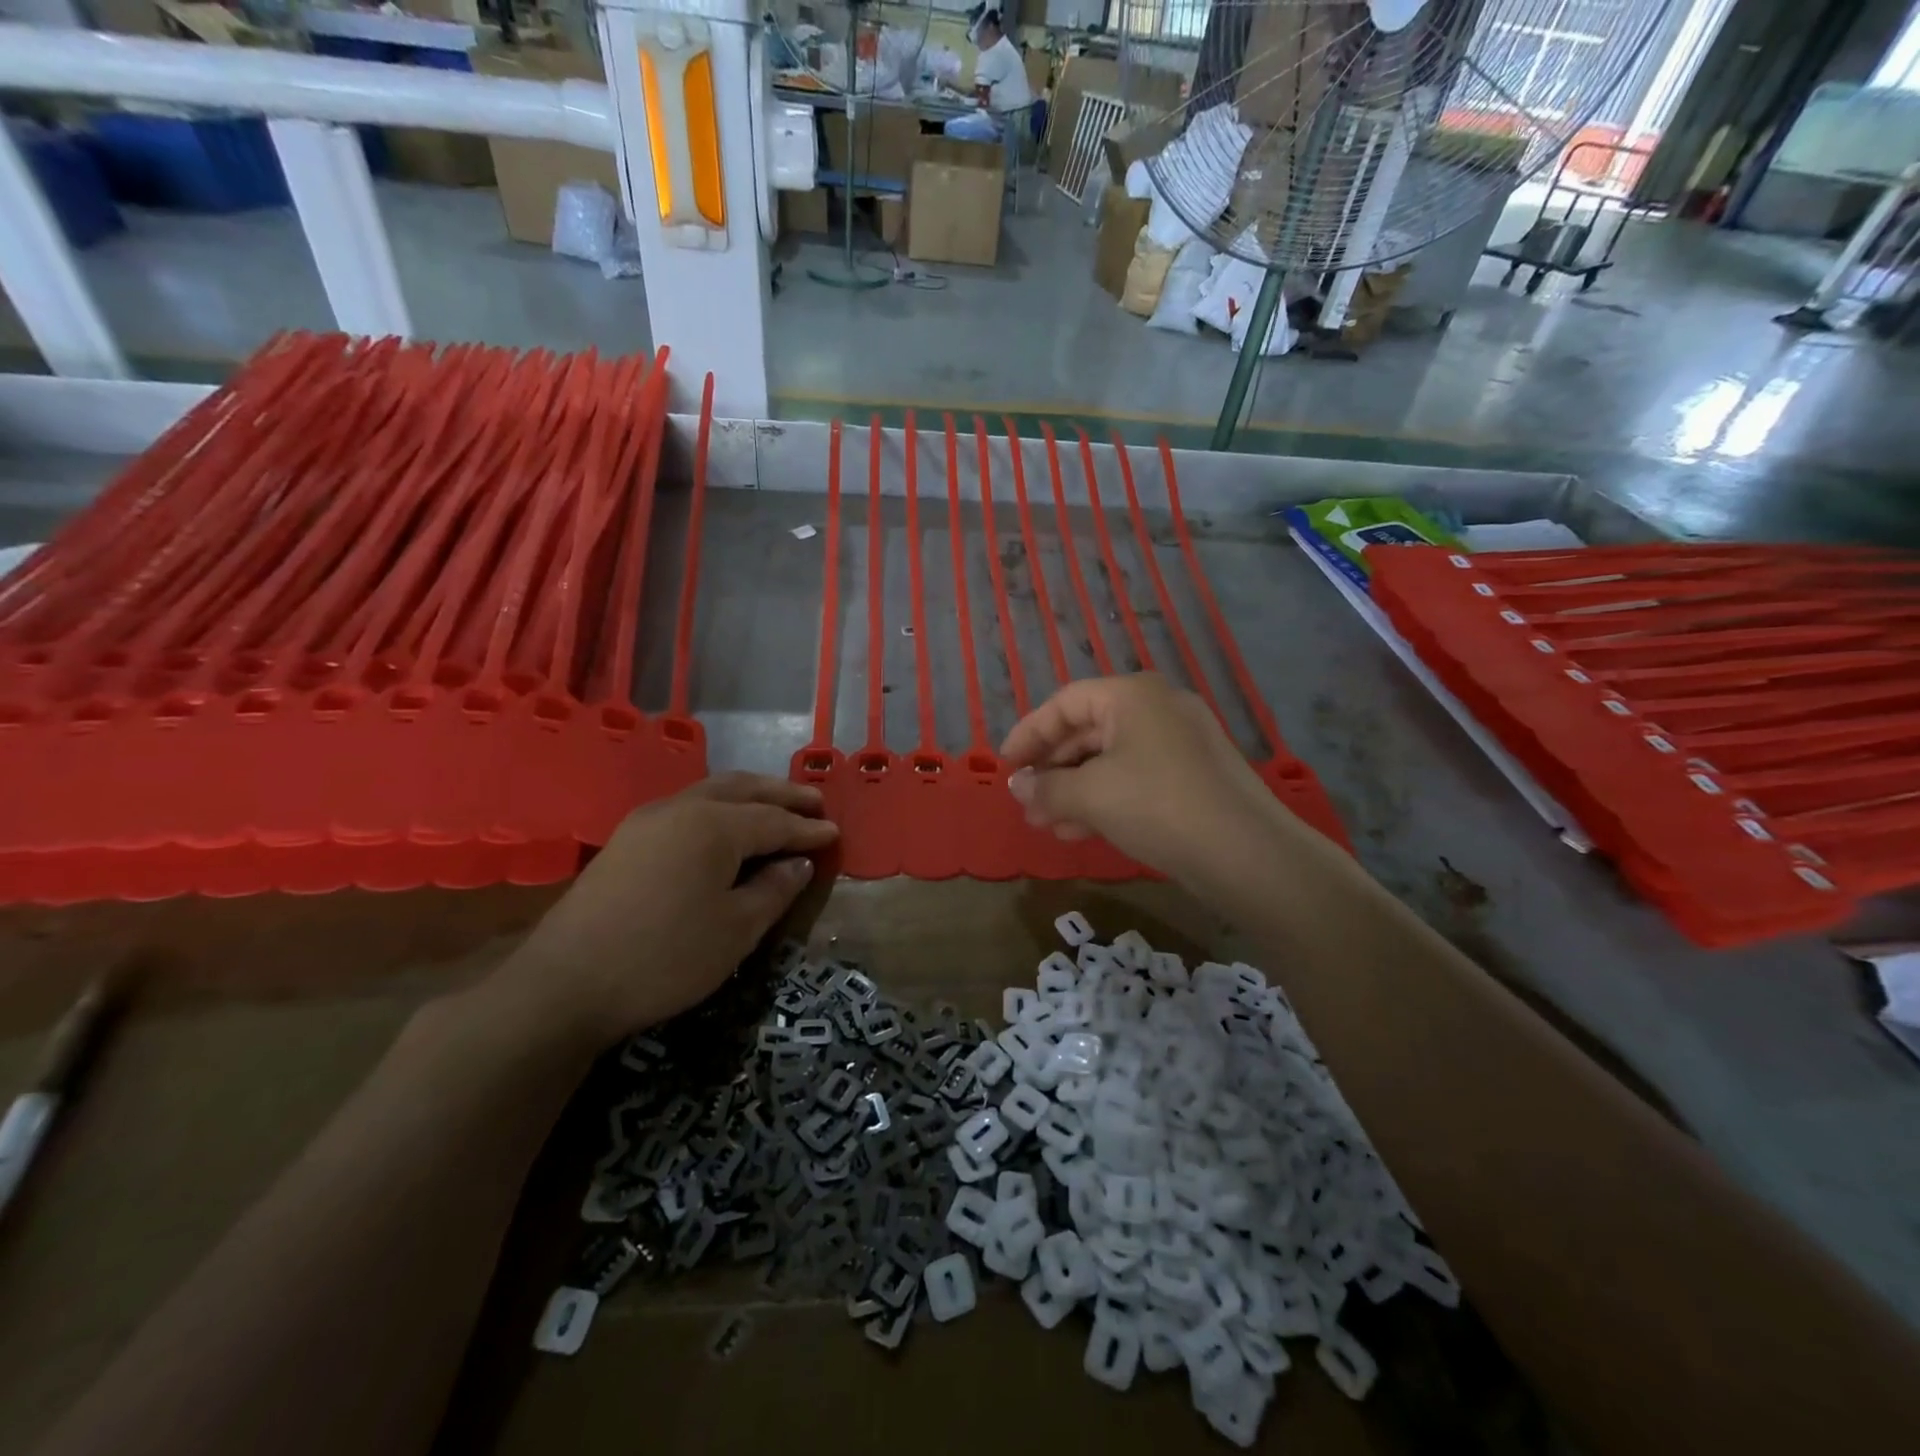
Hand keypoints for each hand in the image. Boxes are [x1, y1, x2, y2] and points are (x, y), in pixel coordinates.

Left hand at [490, 774, 837, 1051]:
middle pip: (742, 789)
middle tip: (814, 802)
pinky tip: (726, 827)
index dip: (807, 829)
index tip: (835, 833)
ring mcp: (647, 820)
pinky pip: (687, 808)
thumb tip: (797, 863)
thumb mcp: (736, 930)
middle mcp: (681, 808)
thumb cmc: (664, 957)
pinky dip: (719, 808)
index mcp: (714, 825)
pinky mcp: (626, 839)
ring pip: (710, 792)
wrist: (564, 984)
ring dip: (749, 795)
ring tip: (776, 806)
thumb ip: (774, 890)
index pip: (774, 820)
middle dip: (781, 794)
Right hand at [1000, 674, 1277, 875]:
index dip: (1029, 733)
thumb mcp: (1090, 795)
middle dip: (1052, 770)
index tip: (1005, 764)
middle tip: (1026, 803)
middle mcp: (1158, 709)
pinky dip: (1105, 799)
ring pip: (1110, 760)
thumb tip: (1018, 786)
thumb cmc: (1157, 805)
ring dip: (1073, 790)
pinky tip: (1082, 831)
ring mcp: (1181, 743)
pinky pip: (1135, 778)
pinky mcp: (1193, 777)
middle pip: (1088, 731)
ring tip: (1047, 824)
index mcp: (1133, 695)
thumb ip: (1046, 787)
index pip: (1065, 703)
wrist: (1247, 854)